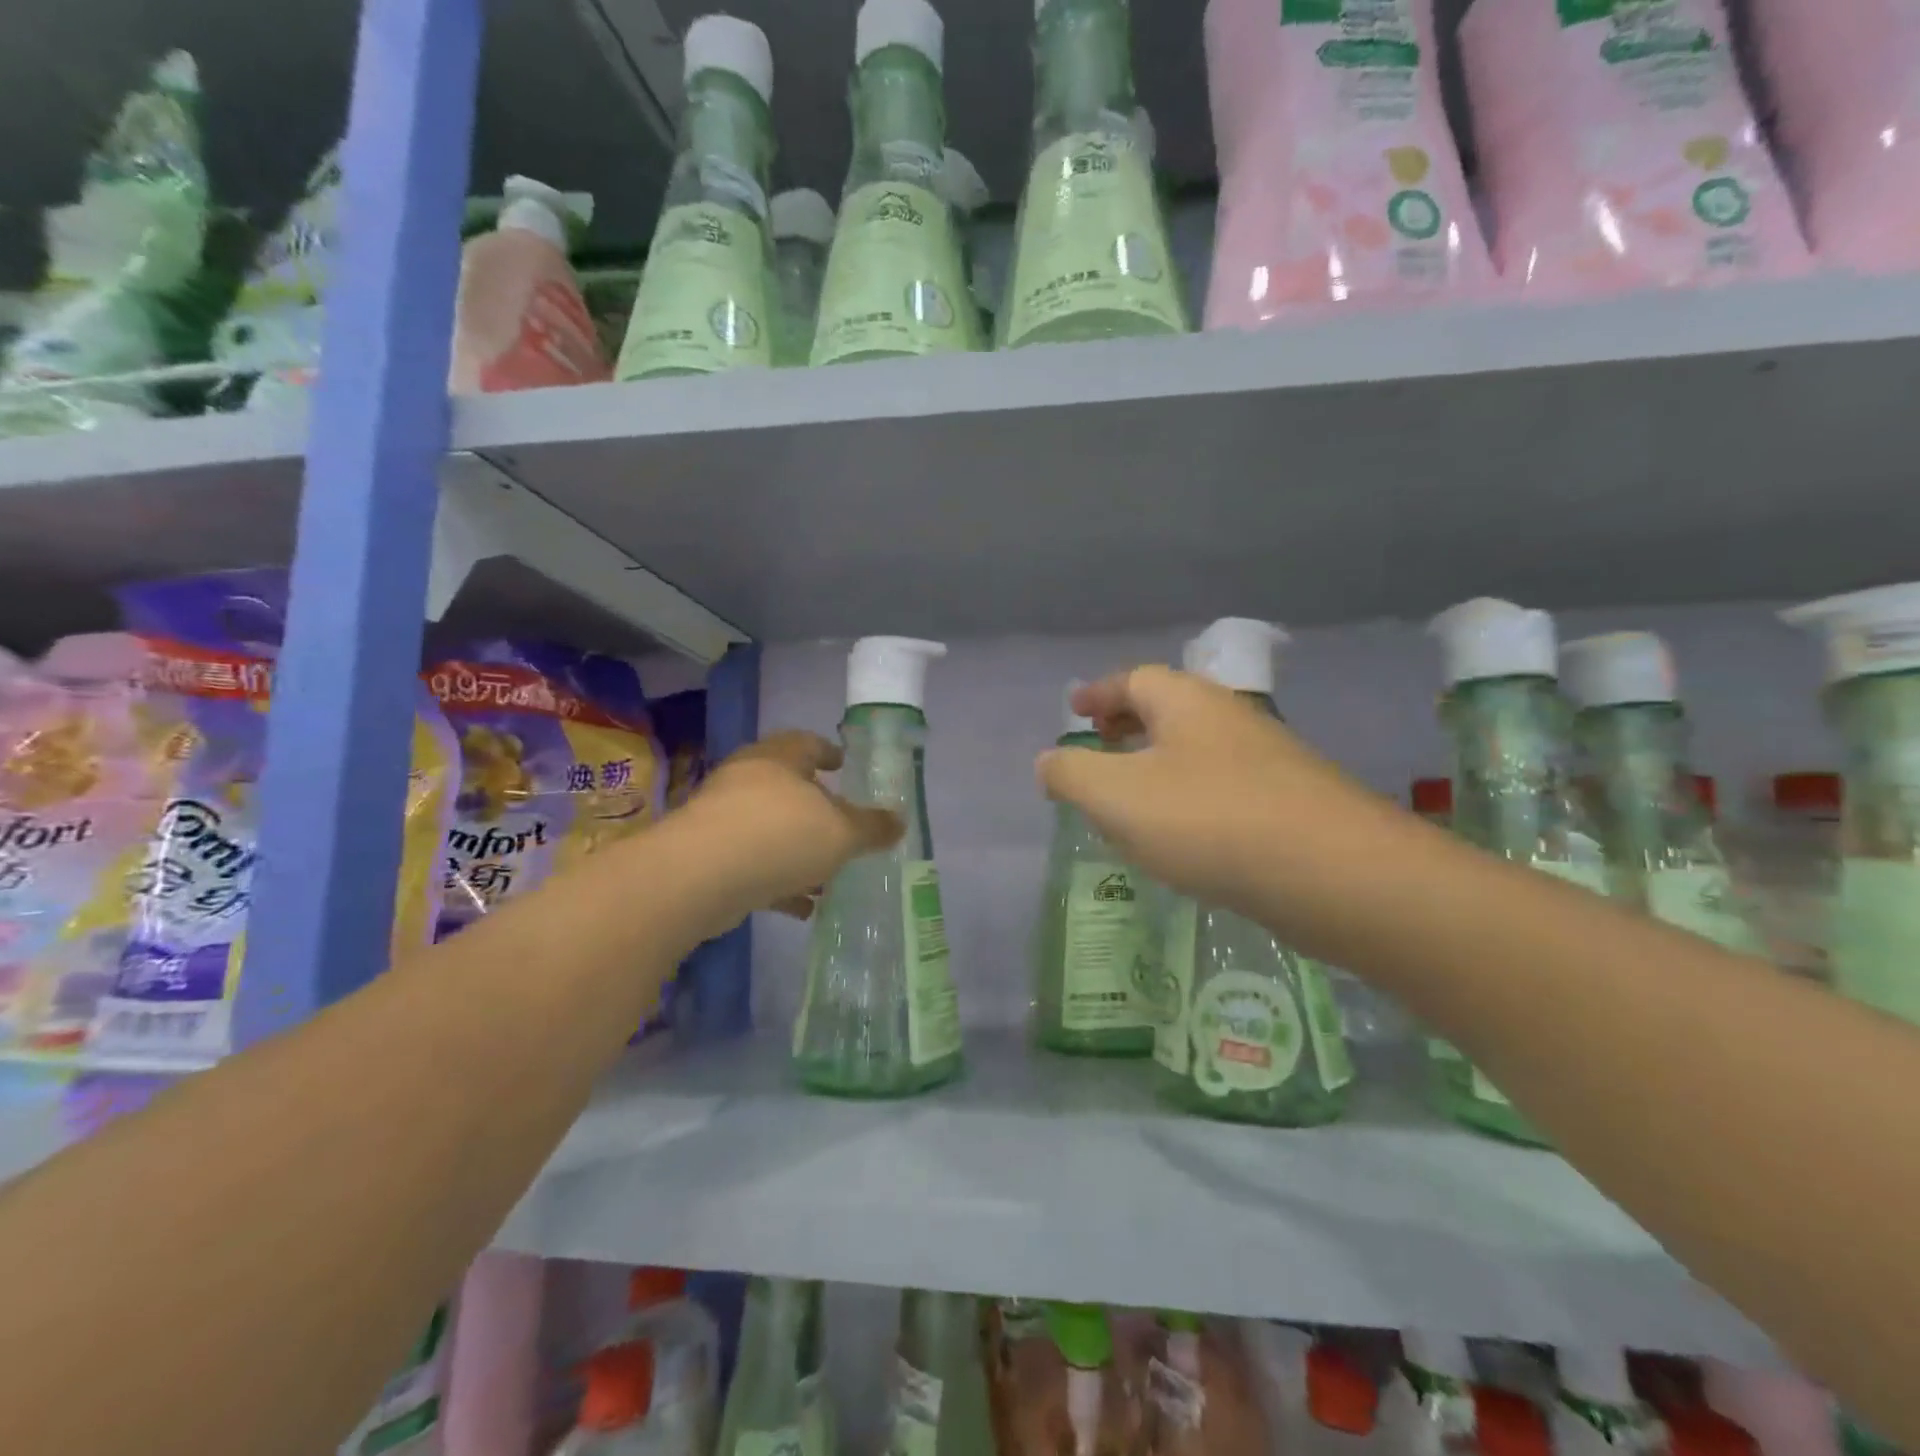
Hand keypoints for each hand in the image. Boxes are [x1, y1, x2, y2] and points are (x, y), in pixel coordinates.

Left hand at [683, 729, 903, 922]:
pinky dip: (778, 881)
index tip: (843, 763)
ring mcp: (722, 818)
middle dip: (816, 808)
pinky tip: (801, 906)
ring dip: (797, 850)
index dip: (828, 752)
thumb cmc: (780, 835)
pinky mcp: (707, 857)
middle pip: (787, 787)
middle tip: (840, 824)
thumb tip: (900, 822)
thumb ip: (871, 828)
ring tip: (827, 876)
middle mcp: (747, 780)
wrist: (699, 878)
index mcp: (779, 759)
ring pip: (769, 829)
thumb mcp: (841, 833)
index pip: (807, 743)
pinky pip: (752, 864)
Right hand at [1035, 666, 1364, 922]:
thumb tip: (1049, 761)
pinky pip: (1221, 786)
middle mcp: (1229, 718)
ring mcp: (1267, 760)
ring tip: (1130, 799)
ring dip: (1158, 764)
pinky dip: (1188, 797)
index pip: (1133, 679)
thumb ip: (1071, 774)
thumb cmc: (1208, 820)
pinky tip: (1182, 837)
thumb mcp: (1116, 796)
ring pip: (1196, 750)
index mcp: (1186, 702)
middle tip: (1098, 748)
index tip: (1074, 712)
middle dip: (1128, 725)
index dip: (1098, 694)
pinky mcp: (1289, 804)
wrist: (1334, 874)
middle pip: (1168, 709)